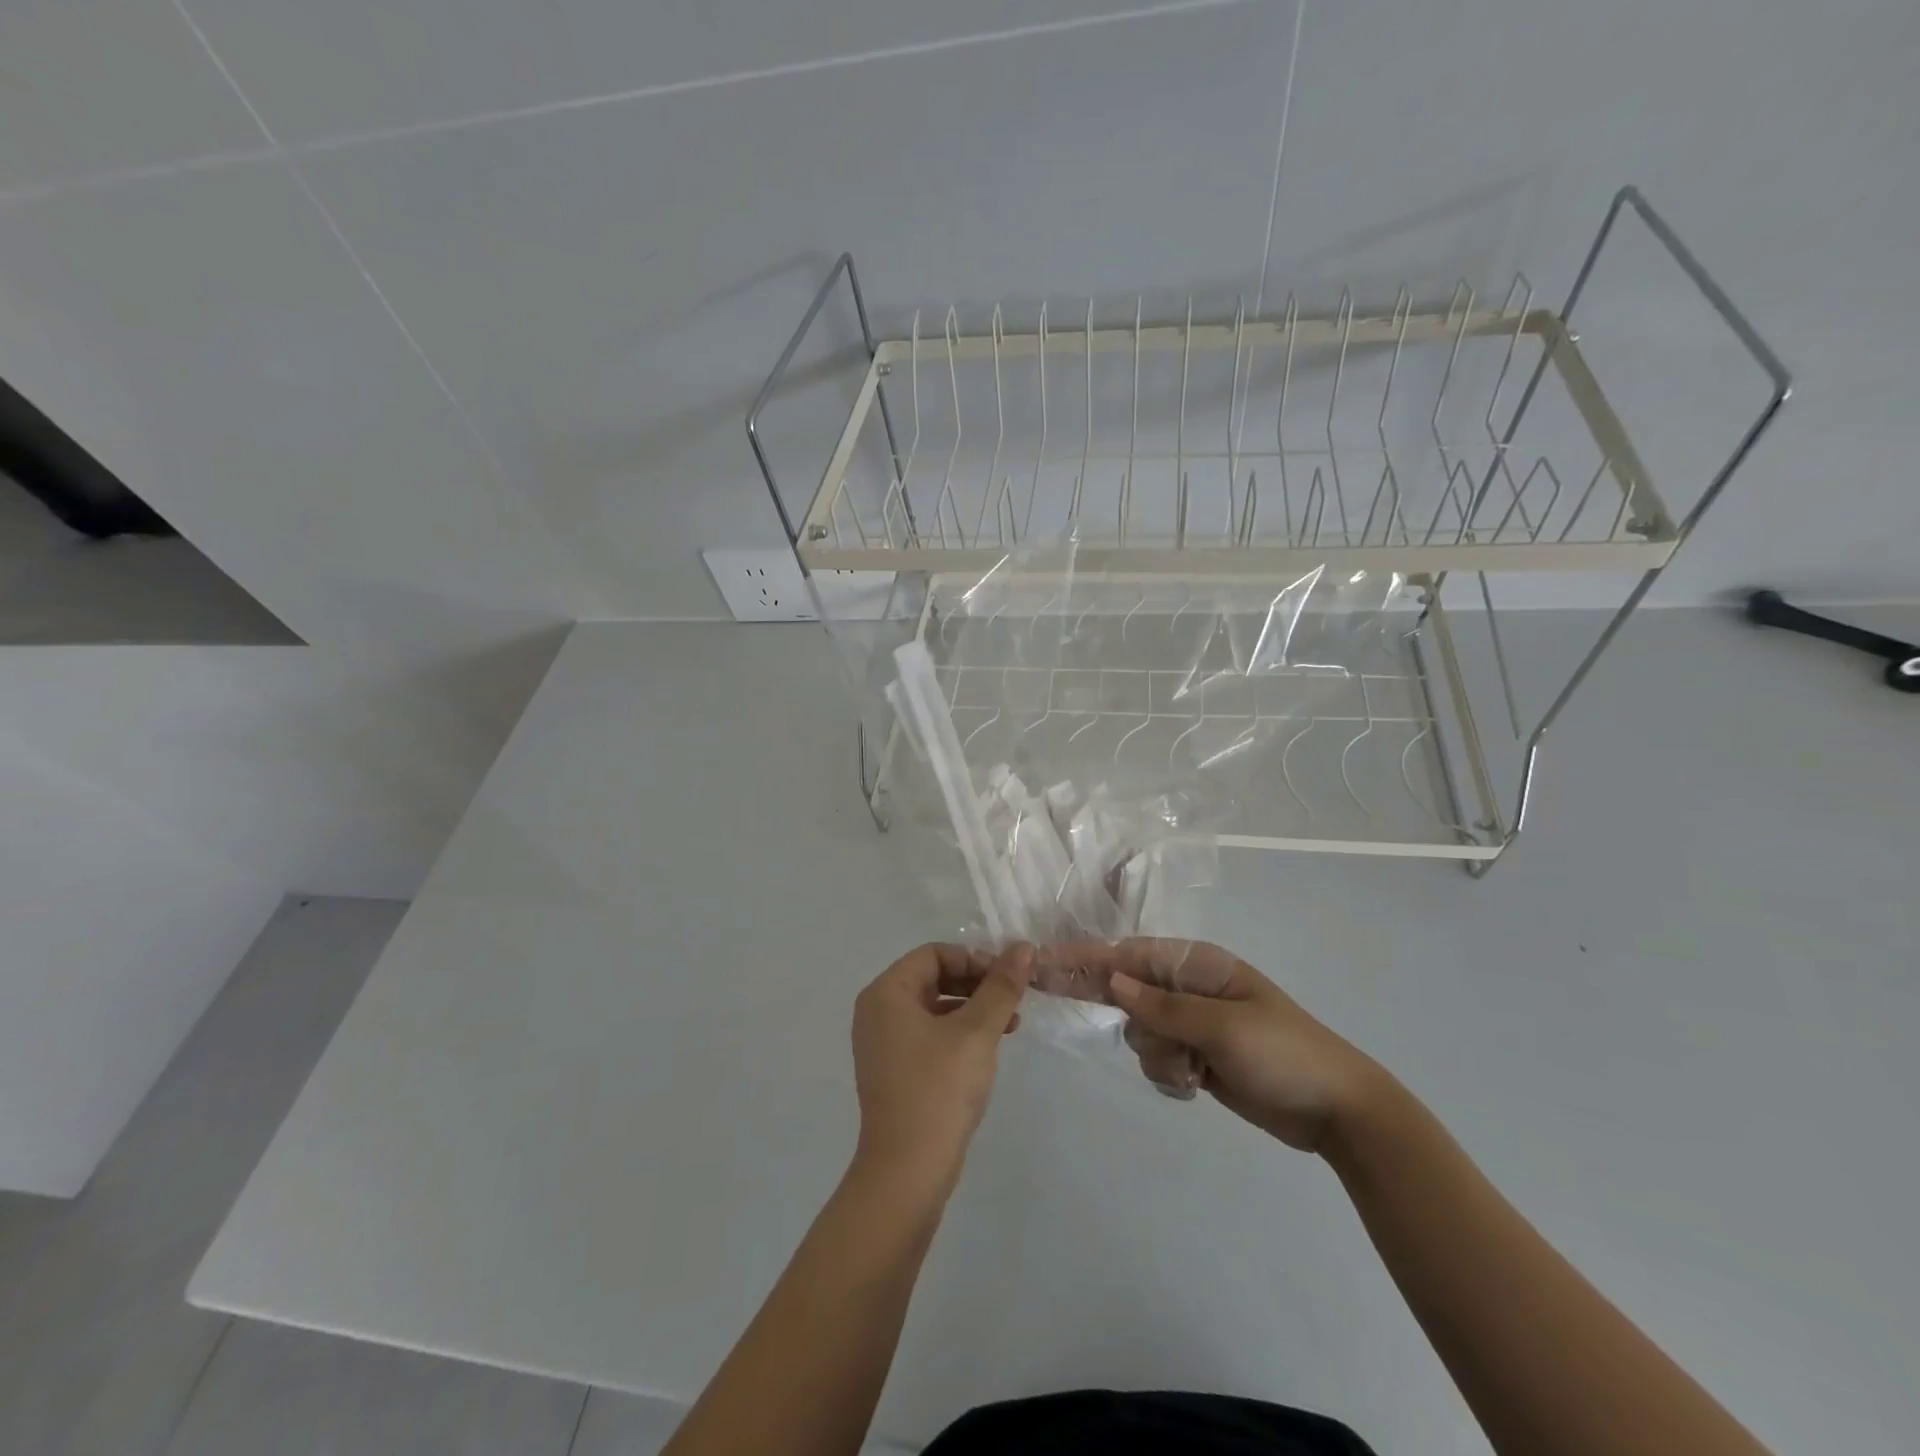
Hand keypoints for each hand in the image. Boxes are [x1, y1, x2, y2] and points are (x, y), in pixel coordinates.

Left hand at [850, 943, 1033, 1195]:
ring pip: (934, 1008)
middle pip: (933, 978)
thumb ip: (1001, 987)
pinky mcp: (894, 1071)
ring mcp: (882, 1044)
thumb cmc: (939, 1089)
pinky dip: (958, 1034)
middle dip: (976, 985)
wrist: (907, 1172)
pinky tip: (988, 1050)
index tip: (1008, 978)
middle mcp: (877, 1011)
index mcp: (886, 993)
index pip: (934, 954)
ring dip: (972, 1010)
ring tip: (1010, 1025)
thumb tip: (1023, 947)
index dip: (974, 959)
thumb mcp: (977, 1032)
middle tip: (1013, 1000)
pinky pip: (928, 1035)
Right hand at [1072, 939, 1387, 1152]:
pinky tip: (1199, 1085)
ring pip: (1140, 1032)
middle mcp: (1189, 988)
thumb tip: (1113, 981)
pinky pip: (1157, 1059)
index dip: (1082, 958)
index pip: (1128, 955)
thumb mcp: (1222, 1027)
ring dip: (1158, 1054)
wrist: (1338, 1111)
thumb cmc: (1284, 1054)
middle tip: (1044, 991)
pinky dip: (1170, 1075)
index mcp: (1198, 966)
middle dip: (1109, 1003)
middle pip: (1126, 990)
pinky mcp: (1196, 1056)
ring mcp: (1192, 1024)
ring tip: (1196, 1070)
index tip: (1040, 960)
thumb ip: (1163, 1006)